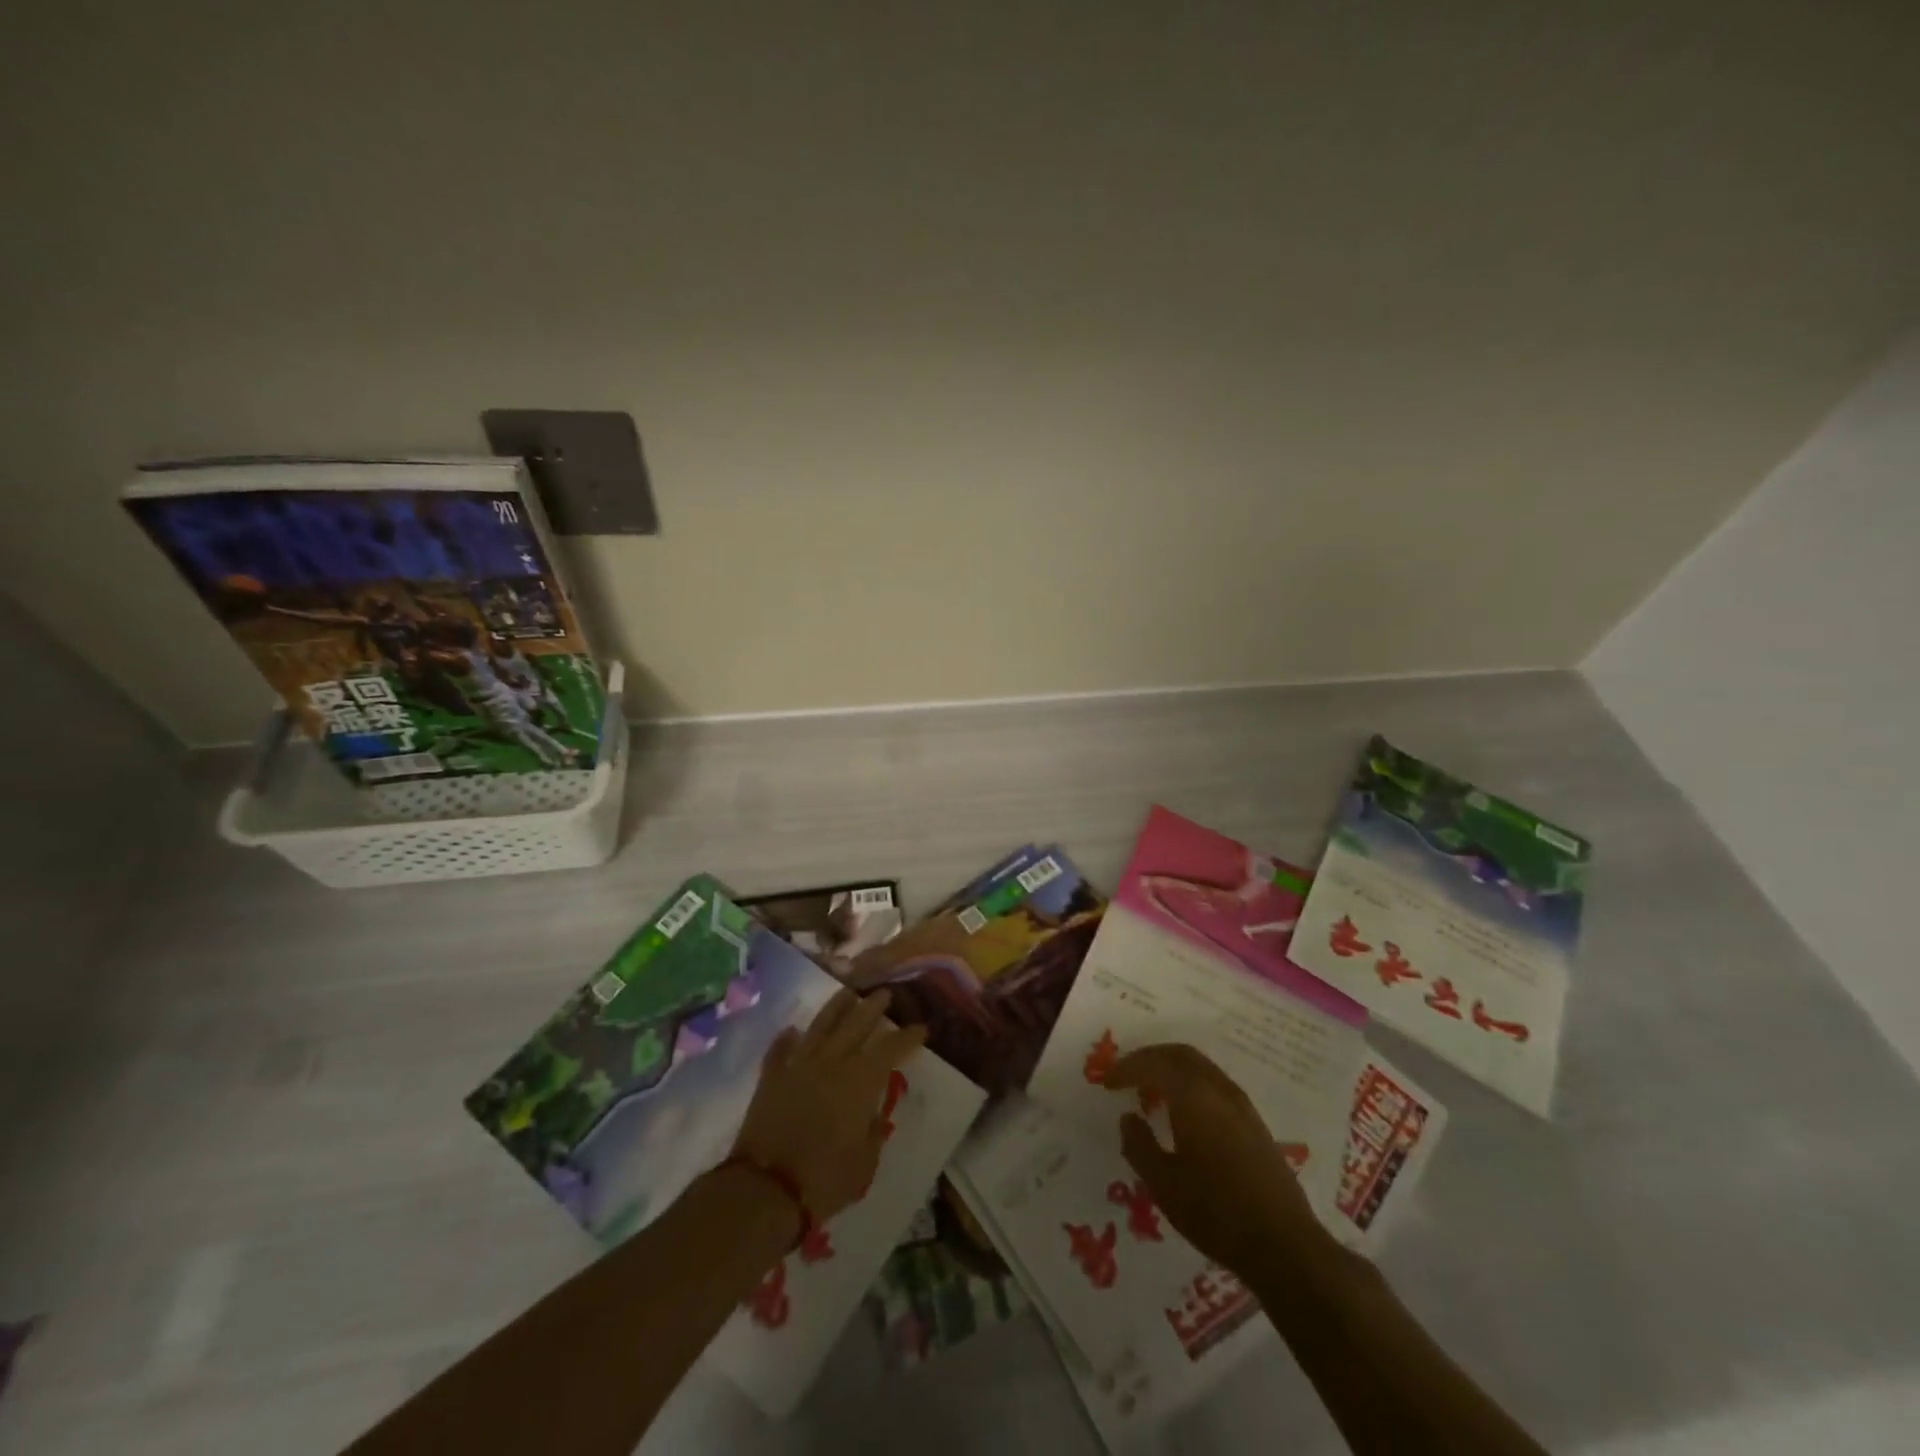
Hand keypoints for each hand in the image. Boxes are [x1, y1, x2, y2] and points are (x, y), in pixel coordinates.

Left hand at [730, 988, 925, 1223]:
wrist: (766, 1189)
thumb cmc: (825, 1179)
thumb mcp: (865, 1163)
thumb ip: (872, 1132)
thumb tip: (873, 1115)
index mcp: (860, 1081)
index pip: (891, 1048)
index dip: (908, 1037)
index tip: (920, 1028)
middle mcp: (832, 1062)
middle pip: (856, 1024)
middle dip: (873, 1007)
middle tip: (885, 993)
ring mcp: (799, 1066)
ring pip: (821, 1025)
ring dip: (836, 1007)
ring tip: (847, 992)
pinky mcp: (771, 1078)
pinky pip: (780, 1051)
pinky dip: (786, 1039)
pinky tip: (792, 1030)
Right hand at [1107, 1043, 1326, 1280]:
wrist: (1285, 1245)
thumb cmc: (1216, 1213)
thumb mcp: (1164, 1184)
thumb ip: (1139, 1146)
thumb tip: (1128, 1117)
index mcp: (1193, 1096)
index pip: (1153, 1064)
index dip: (1126, 1068)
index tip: (1107, 1082)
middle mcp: (1218, 1089)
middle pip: (1180, 1054)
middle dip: (1150, 1058)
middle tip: (1127, 1074)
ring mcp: (1241, 1104)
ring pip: (1200, 1066)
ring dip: (1172, 1068)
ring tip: (1151, 1089)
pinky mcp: (1254, 1121)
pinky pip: (1214, 1082)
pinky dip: (1190, 1082)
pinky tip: (1183, 1110)